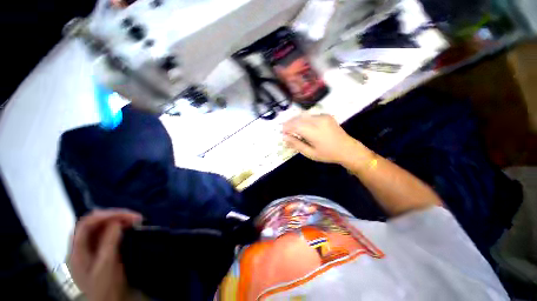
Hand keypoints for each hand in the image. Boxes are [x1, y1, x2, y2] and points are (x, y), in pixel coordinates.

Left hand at [68, 209, 142, 300]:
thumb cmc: (105, 286)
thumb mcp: (106, 265)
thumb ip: (109, 242)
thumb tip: (117, 221)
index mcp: (77, 250)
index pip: (86, 224)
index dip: (105, 215)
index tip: (127, 215)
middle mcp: (81, 246)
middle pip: (93, 223)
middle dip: (114, 216)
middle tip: (133, 217)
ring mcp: (90, 248)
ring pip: (101, 227)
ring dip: (117, 220)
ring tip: (134, 220)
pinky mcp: (99, 249)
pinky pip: (107, 233)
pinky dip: (118, 227)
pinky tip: (127, 227)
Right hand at [283, 114, 366, 164]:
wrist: (348, 149)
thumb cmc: (328, 154)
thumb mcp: (310, 153)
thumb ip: (296, 144)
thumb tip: (284, 137)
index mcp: (314, 131)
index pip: (295, 125)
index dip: (286, 127)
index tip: (282, 133)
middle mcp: (318, 120)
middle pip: (298, 118)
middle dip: (290, 123)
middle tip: (286, 131)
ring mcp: (323, 116)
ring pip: (304, 116)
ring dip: (296, 121)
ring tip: (293, 129)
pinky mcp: (326, 115)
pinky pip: (311, 116)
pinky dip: (304, 120)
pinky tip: (304, 127)